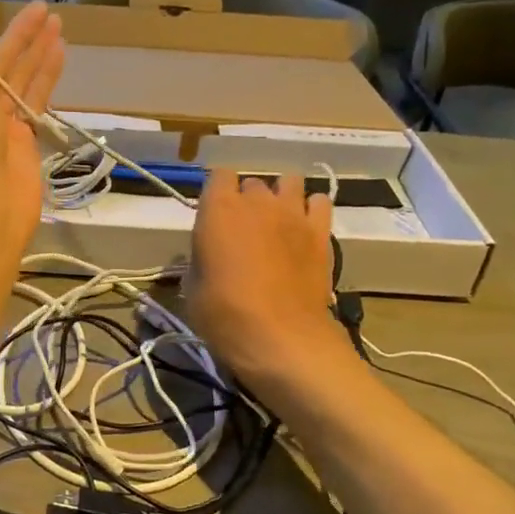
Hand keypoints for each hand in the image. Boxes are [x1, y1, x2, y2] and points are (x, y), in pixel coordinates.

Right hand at [186, 170, 343, 395]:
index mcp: (218, 210)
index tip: (213, 215)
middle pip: (253, 183)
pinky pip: (319, 202)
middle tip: (243, 230)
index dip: (216, 193)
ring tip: (276, 222)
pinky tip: (303, 230)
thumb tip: (209, 256)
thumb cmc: (224, 315)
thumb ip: (201, 259)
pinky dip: (310, 210)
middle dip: (247, 200)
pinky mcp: (321, 231)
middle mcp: (257, 201)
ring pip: (289, 182)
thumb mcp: (192, 289)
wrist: (280, 337)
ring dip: (280, 197)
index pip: (218, 175)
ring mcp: (293, 213)